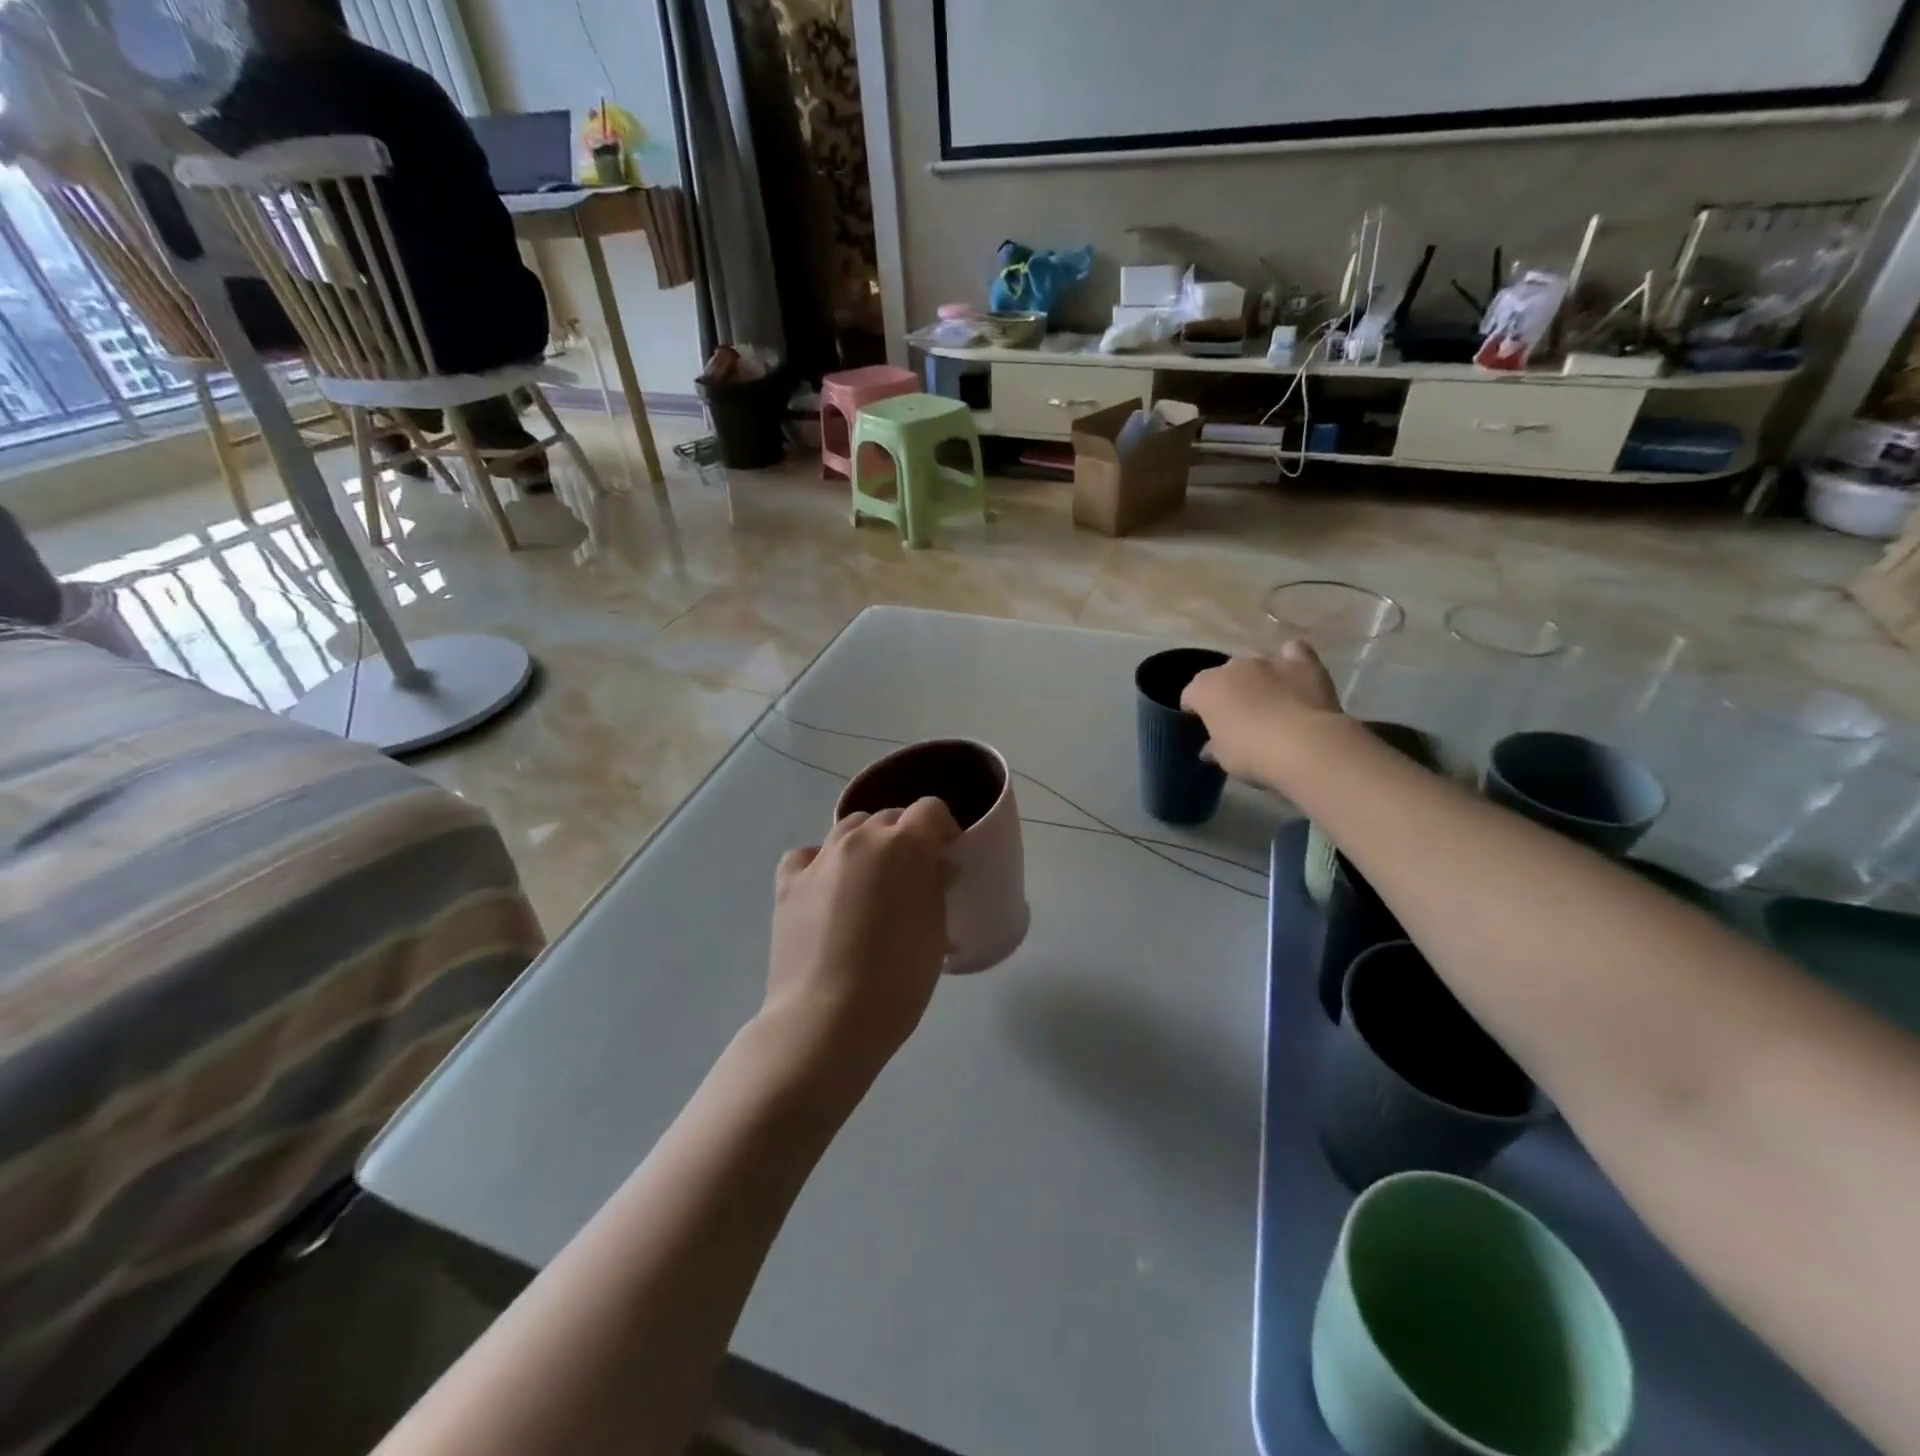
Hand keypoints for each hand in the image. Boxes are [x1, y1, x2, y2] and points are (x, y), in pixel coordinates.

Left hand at [763, 799, 961, 1080]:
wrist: (828, 1019)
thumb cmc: (897, 979)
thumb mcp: (935, 932)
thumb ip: (936, 887)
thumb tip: (935, 866)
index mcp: (905, 845)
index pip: (931, 810)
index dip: (943, 828)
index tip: (947, 857)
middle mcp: (860, 839)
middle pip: (889, 817)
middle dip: (905, 837)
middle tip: (911, 876)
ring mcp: (820, 858)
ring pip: (848, 829)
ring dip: (866, 845)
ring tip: (870, 882)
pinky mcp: (788, 882)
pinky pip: (808, 855)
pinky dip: (821, 863)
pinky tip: (826, 889)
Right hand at [1181, 641, 1342, 782]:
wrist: (1303, 745)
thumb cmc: (1251, 754)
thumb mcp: (1224, 758)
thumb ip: (1214, 748)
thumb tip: (1209, 749)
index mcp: (1206, 688)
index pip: (1191, 695)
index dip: (1195, 709)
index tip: (1203, 725)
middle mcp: (1233, 666)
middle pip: (1224, 676)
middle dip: (1229, 692)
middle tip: (1239, 717)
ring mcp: (1268, 661)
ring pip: (1256, 663)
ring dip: (1258, 678)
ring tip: (1269, 700)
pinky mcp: (1301, 662)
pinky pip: (1293, 651)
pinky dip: (1292, 661)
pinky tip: (1295, 675)